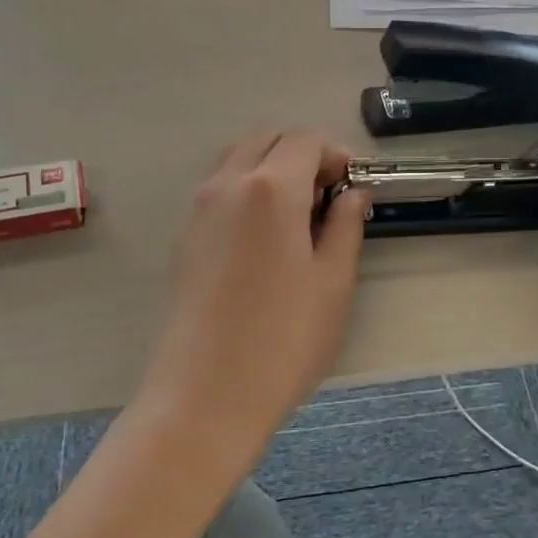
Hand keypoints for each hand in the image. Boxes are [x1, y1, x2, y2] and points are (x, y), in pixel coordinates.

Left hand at [134, 130, 371, 474]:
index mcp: (271, 188)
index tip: (353, 185)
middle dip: (302, 154)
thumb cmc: (283, 340)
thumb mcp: (333, 282)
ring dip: (271, 169)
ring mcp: (197, 210)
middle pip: (266, 140)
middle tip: (328, 196)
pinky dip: (246, 191)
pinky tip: (265, 238)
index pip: (305, 141)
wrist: (204, 396)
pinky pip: (218, 190)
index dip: (335, 154)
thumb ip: (345, 226)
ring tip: (298, 216)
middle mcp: (227, 185)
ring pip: (237, 161)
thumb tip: (353, 194)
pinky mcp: (183, 238)